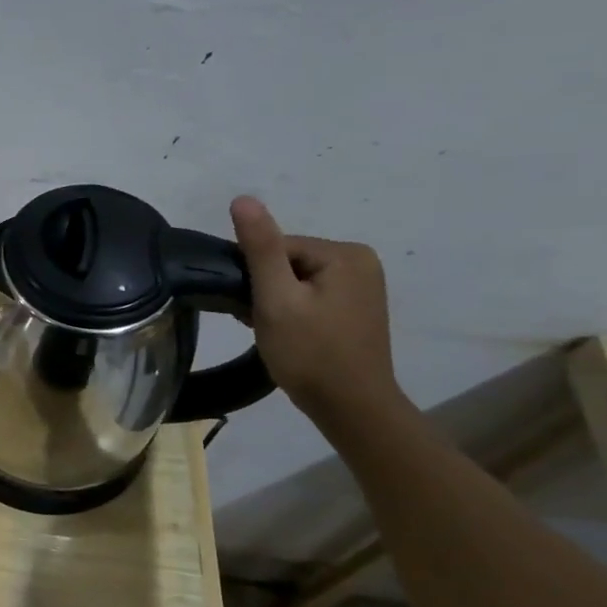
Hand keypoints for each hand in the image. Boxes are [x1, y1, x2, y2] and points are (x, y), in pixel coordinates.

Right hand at [229, 196, 404, 425]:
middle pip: (287, 262)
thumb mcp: (276, 299)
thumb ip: (260, 248)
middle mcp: (360, 261)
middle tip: (258, 322)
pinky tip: (288, 334)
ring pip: (295, 280)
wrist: (351, 407)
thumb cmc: (310, 352)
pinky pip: (311, 295)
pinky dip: (292, 311)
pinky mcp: (356, 308)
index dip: (254, 276)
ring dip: (275, 302)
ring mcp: (362, 286)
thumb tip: (243, 199)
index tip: (250, 307)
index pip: (276, 248)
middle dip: (265, 289)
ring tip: (273, 331)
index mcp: (345, 253)